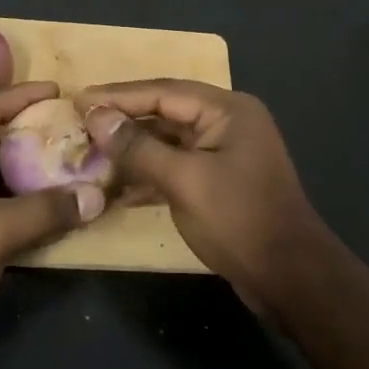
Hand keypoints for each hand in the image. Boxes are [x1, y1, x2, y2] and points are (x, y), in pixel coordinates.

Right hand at [78, 80, 332, 314]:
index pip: (163, 92)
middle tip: (80, 124)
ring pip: (169, 141)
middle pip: (165, 112)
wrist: (290, 277)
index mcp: (227, 110)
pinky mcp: (220, 181)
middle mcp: (228, 122)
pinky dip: (149, 173)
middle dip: (123, 121)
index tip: (78, 100)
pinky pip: (177, 166)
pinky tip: (118, 187)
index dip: (118, 96)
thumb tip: (96, 117)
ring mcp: (225, 153)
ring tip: (91, 153)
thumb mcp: (184, 181)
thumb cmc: (238, 220)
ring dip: (133, 149)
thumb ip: (138, 147)